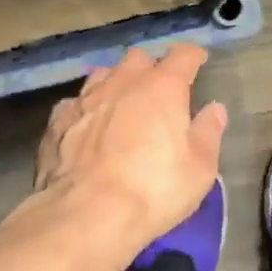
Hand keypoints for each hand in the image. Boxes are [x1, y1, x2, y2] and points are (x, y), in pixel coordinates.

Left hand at [26, 45, 226, 266]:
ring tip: (120, 102)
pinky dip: (85, 110)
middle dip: (150, 67)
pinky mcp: (57, 121)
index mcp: (162, 88)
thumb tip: (215, 109)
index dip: (192, 56)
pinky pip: (74, 103)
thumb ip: (208, 133)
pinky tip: (86, 126)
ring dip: (115, 82)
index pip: (182, 56)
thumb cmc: (153, 191)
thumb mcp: (199, 170)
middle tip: (158, 88)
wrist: (85, 214)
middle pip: (138, 58)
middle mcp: (123, 82)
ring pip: (103, 74)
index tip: (198, 60)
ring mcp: (85, 98)